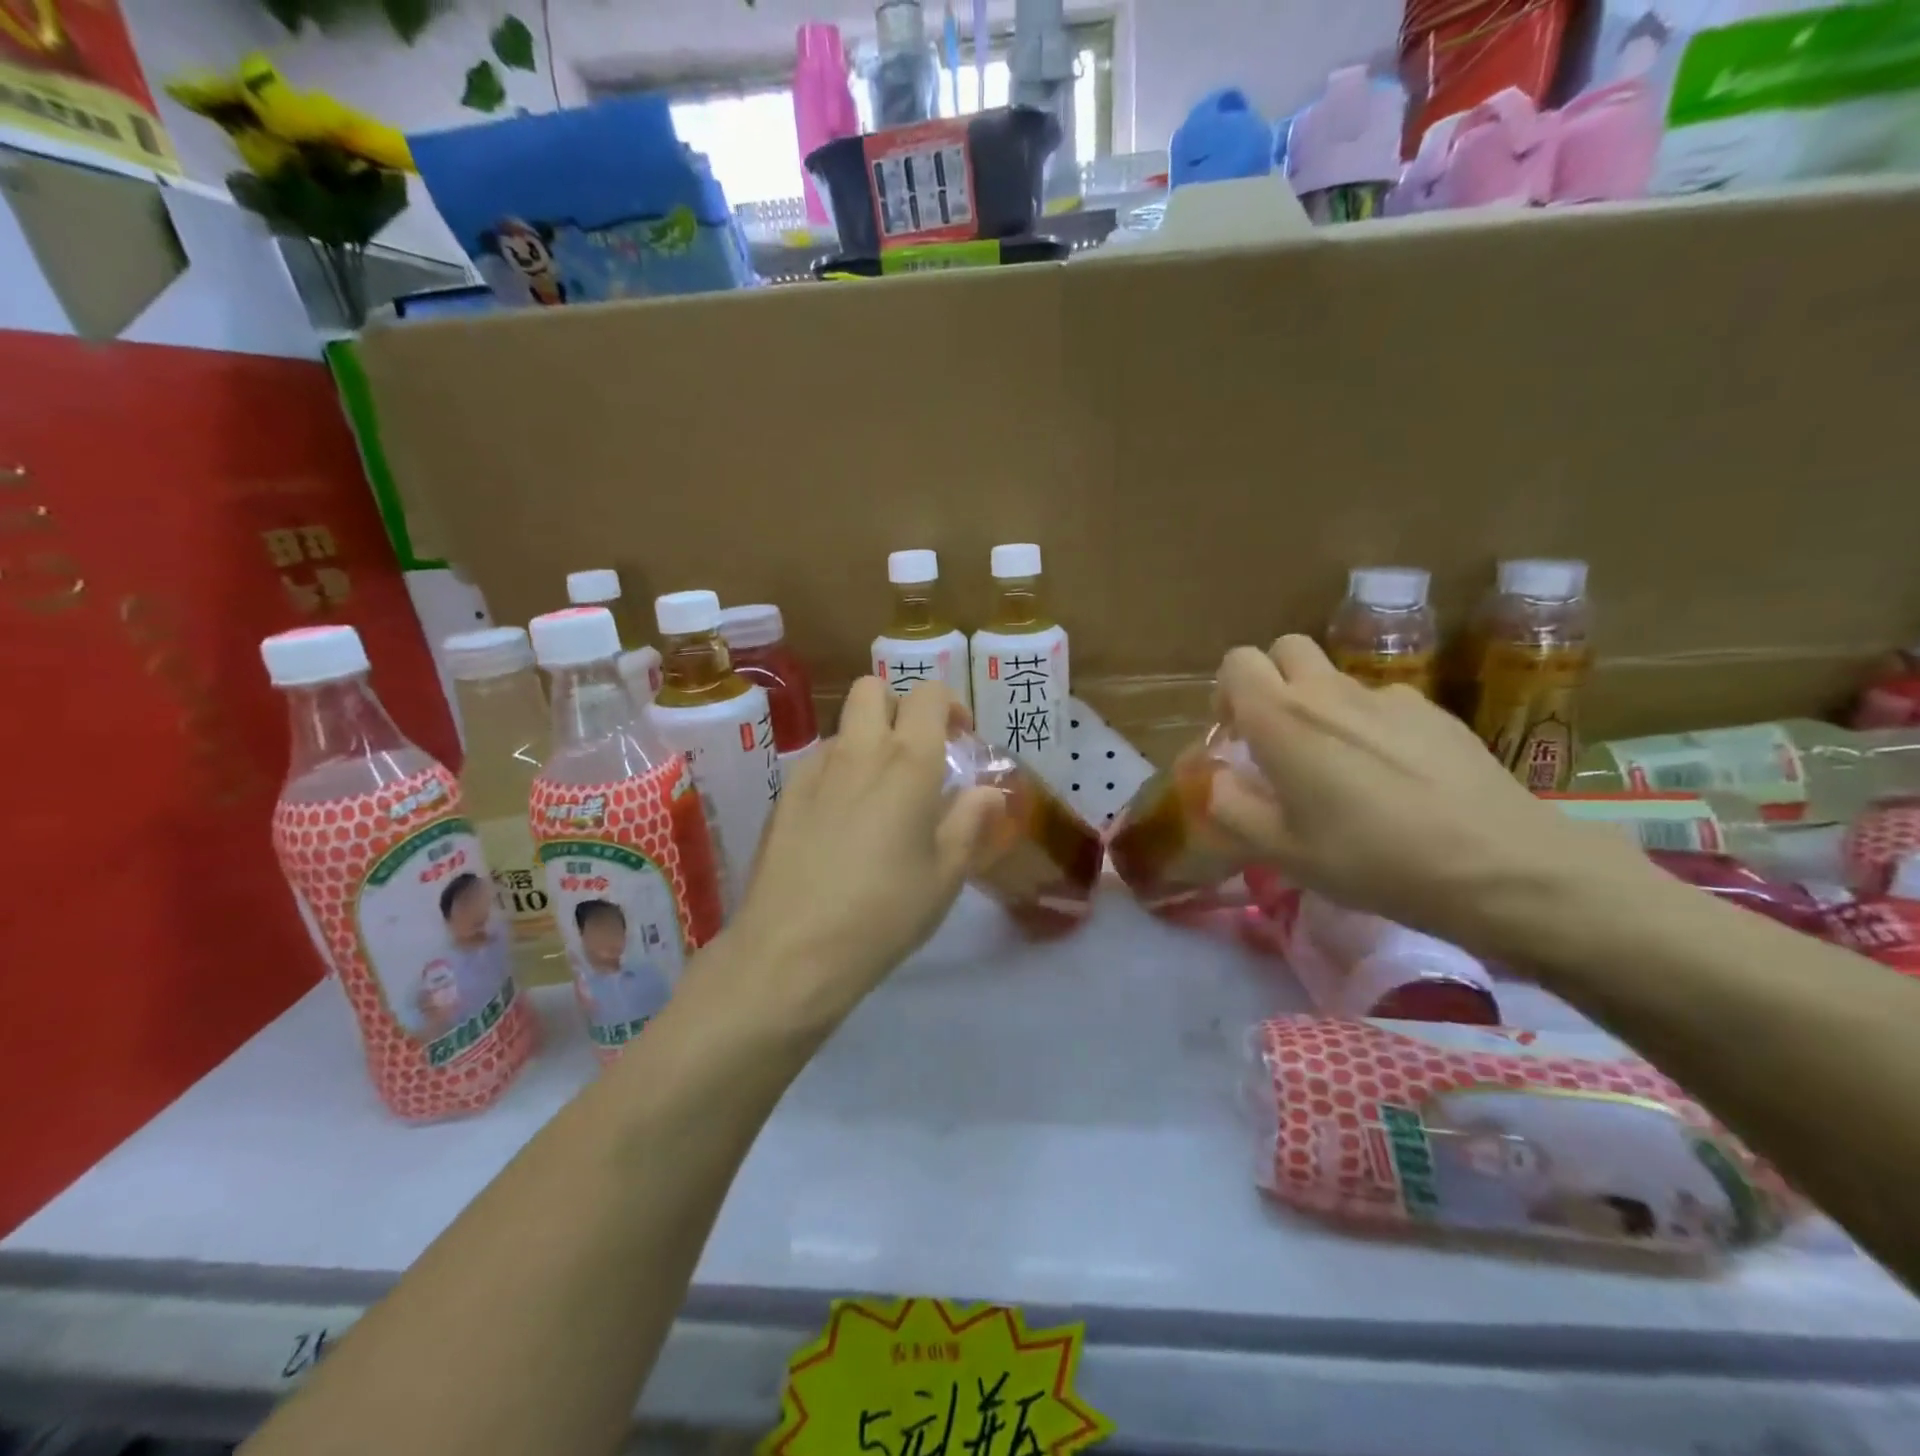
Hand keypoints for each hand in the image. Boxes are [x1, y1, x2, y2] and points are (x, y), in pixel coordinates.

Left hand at [719, 678, 998, 1031]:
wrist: (793, 950)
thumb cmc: (884, 913)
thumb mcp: (945, 875)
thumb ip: (971, 823)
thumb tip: (987, 792)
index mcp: (908, 764)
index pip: (928, 695)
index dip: (948, 705)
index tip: (960, 737)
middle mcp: (859, 752)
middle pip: (872, 689)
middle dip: (898, 706)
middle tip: (916, 752)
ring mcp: (813, 771)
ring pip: (843, 727)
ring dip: (867, 740)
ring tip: (880, 794)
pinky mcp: (784, 797)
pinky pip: (818, 762)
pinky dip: (838, 771)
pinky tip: (842, 821)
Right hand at [1209, 636, 1657, 956]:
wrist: (1500, 866)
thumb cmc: (1372, 860)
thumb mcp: (1282, 851)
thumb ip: (1230, 808)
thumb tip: (1212, 779)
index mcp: (1283, 719)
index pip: (1237, 663)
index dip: (1228, 692)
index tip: (1237, 736)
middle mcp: (1329, 692)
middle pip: (1285, 650)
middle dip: (1272, 681)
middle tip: (1278, 737)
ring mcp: (1387, 697)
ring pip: (1334, 676)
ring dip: (1320, 703)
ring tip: (1339, 763)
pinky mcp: (1434, 712)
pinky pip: (1382, 701)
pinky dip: (1370, 723)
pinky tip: (1394, 775)